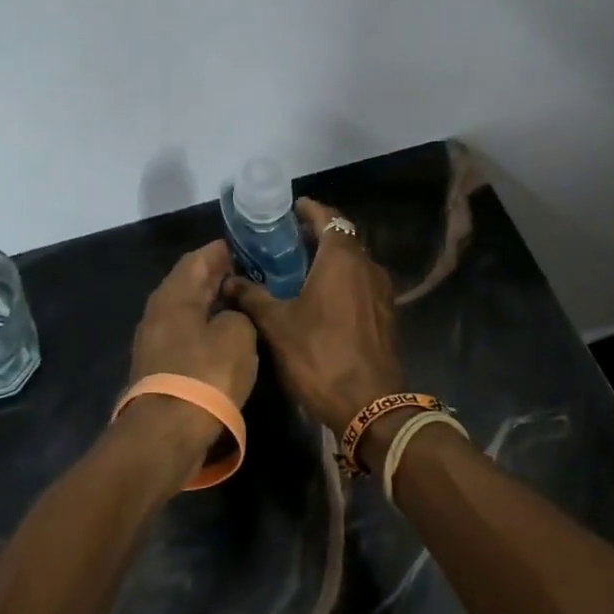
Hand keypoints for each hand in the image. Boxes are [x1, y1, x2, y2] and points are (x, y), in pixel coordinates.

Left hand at [126, 241, 259, 461]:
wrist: (166, 433)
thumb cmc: (205, 374)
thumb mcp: (237, 335)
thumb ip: (239, 314)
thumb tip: (231, 317)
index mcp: (174, 295)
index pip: (197, 259)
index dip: (220, 251)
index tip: (243, 247)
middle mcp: (158, 312)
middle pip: (189, 284)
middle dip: (216, 276)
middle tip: (247, 272)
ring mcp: (155, 342)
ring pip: (187, 311)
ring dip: (210, 304)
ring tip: (241, 302)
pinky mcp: (159, 368)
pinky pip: (186, 335)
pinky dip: (205, 328)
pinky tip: (225, 336)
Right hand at [223, 199, 403, 435]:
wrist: (371, 405)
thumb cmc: (320, 356)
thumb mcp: (277, 326)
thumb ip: (252, 296)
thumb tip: (227, 280)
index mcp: (342, 258)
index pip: (328, 218)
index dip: (309, 209)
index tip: (290, 208)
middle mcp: (367, 266)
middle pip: (343, 238)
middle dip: (317, 234)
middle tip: (286, 240)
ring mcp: (381, 291)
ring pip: (354, 262)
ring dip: (330, 259)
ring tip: (299, 268)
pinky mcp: (386, 314)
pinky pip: (361, 284)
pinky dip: (342, 281)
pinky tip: (320, 298)